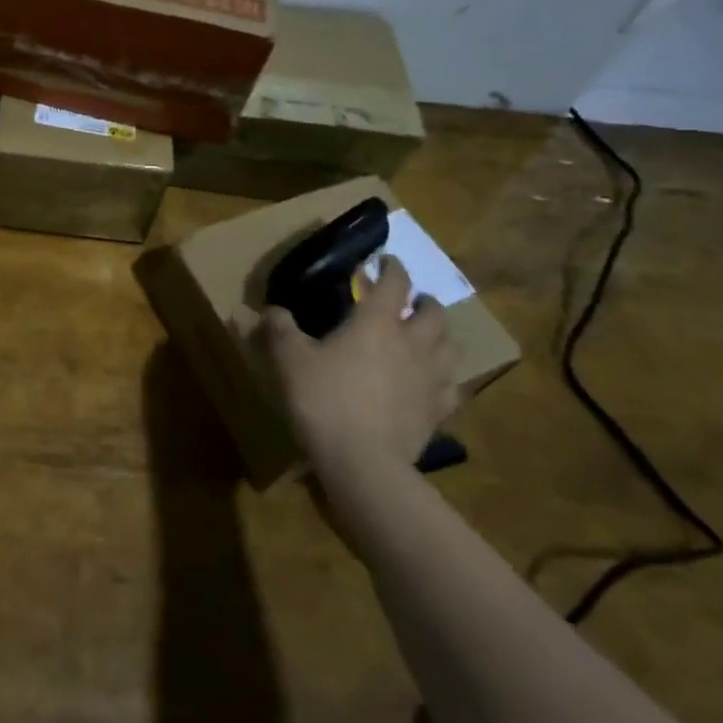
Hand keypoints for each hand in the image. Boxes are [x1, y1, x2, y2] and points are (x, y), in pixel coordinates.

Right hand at [256, 256, 460, 473]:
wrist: (363, 462)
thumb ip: (280, 329)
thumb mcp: (289, 359)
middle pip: (433, 312)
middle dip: (423, 301)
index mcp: (377, 322)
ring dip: (442, 334)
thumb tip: (270, 309)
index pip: (394, 282)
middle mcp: (413, 342)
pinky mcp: (439, 411)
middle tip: (410, 301)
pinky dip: (446, 376)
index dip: (392, 267)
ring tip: (428, 336)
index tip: (386, 260)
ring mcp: (432, 378)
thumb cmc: (324, 399)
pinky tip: (434, 382)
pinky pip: (453, 386)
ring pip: (452, 346)